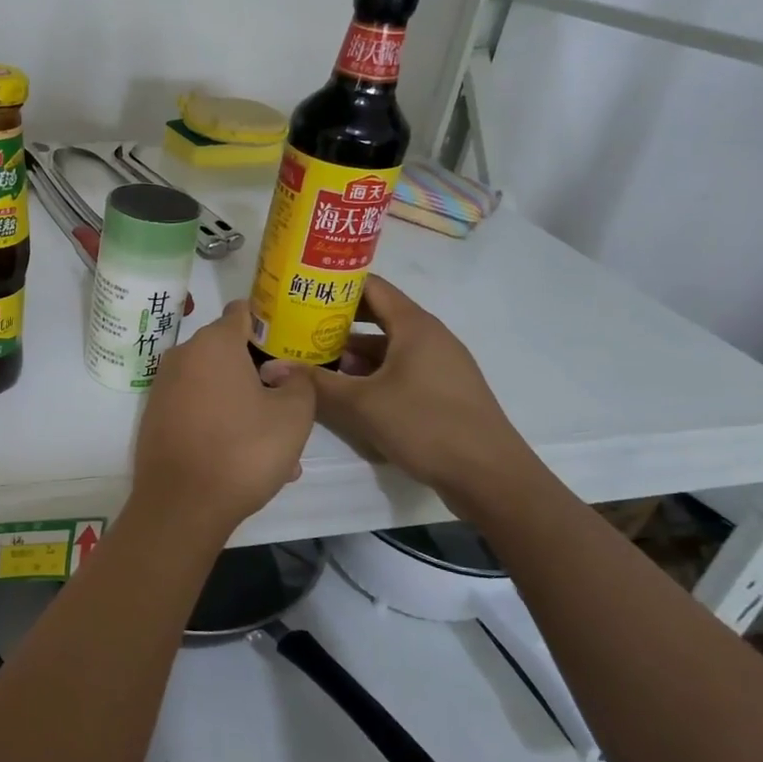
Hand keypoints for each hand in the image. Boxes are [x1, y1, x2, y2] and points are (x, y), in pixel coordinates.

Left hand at [130, 301, 316, 536]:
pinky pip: (197, 408)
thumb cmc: (243, 450)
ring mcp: (164, 387)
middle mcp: (183, 355)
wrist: (181, 504)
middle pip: (229, 352)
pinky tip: (243, 459)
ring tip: (276, 448)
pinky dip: (220, 423)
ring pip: (216, 386)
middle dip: (259, 375)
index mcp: (214, 342)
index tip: (290, 346)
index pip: (242, 313)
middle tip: (288, 407)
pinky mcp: (155, 416)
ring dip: (244, 406)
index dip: (269, 324)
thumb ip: (298, 381)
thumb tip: (283, 371)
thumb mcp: (294, 415)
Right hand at [262, 274, 531, 506]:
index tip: (301, 290)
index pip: (371, 286)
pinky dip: (373, 372)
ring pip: (388, 346)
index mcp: (415, 325)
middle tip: (297, 326)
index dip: (336, 284)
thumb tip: (271, 366)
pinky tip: (349, 391)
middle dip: (337, 321)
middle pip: (377, 315)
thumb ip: (316, 383)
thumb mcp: (361, 405)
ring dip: (353, 351)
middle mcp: (430, 336)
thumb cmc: (426, 425)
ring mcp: (440, 364)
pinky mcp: (443, 390)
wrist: (491, 477)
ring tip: (314, 361)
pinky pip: (401, 368)